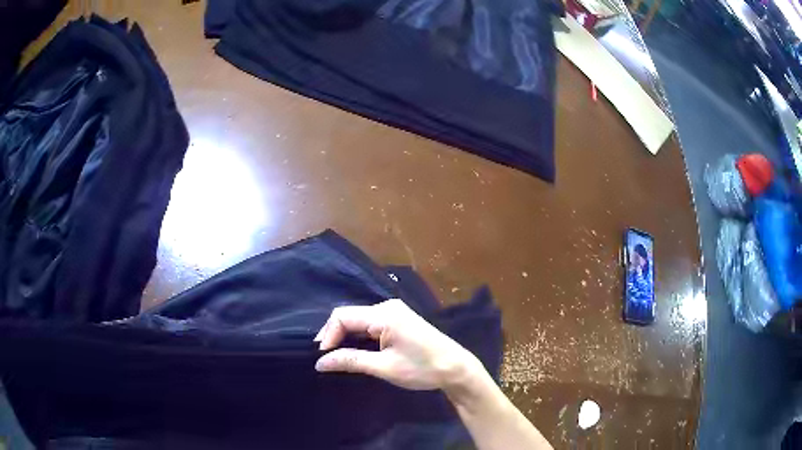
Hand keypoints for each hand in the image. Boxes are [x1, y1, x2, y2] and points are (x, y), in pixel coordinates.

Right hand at [314, 298, 482, 390]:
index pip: (342, 316)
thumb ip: (350, 361)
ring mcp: (395, 312)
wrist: (456, 368)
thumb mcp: (384, 367)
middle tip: (325, 359)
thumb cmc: (422, 369)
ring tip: (335, 356)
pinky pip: (370, 323)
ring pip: (359, 319)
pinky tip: (353, 349)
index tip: (321, 358)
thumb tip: (320, 362)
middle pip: (349, 316)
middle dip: (334, 336)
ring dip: (345, 336)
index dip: (327, 335)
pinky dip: (358, 336)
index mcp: (384, 314)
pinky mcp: (399, 320)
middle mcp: (387, 307)